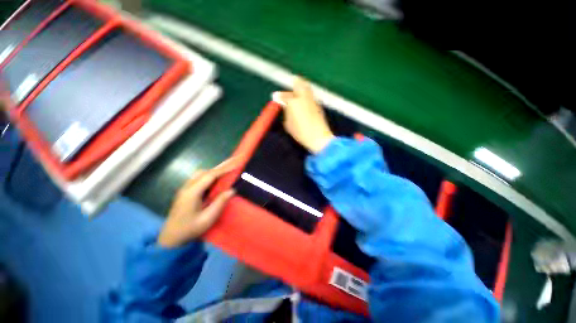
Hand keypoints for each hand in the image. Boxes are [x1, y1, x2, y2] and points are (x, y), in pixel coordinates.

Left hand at [157, 159, 236, 247]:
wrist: (170, 238)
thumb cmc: (189, 229)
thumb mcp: (207, 218)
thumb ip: (220, 203)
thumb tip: (232, 190)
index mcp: (192, 193)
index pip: (210, 176)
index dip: (223, 169)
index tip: (235, 164)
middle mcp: (187, 187)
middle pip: (205, 172)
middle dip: (220, 166)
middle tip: (233, 161)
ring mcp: (185, 189)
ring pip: (201, 174)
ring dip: (214, 171)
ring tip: (227, 170)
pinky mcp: (186, 191)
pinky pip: (199, 178)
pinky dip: (210, 175)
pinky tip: (216, 180)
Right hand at [275, 78, 333, 153]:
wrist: (318, 137)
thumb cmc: (301, 133)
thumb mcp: (288, 125)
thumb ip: (286, 113)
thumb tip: (285, 105)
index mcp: (293, 102)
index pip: (285, 96)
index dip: (279, 96)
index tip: (276, 97)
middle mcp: (304, 98)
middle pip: (299, 83)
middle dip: (294, 83)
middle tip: (290, 86)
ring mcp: (312, 100)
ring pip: (306, 88)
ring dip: (301, 88)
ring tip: (297, 95)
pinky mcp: (318, 105)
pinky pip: (310, 96)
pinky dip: (306, 96)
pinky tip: (304, 103)